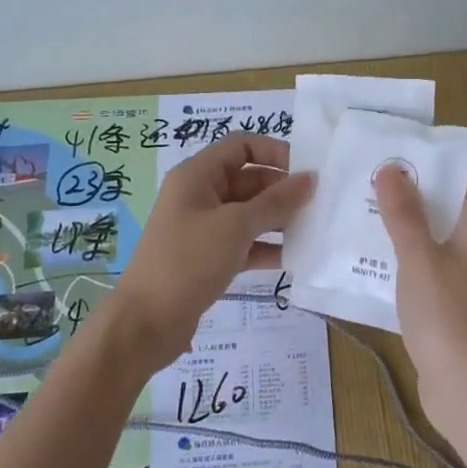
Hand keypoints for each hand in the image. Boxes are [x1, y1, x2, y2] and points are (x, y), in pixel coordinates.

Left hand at [109, 134, 313, 368]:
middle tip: (319, 204)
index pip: (241, 146)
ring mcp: (203, 228)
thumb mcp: (236, 226)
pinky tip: (295, 258)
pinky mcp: (209, 258)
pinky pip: (244, 243)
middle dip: (282, 190)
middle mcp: (200, 196)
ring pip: (249, 214)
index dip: (274, 151)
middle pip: (248, 179)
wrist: (147, 321)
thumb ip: (276, 201)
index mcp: (197, 176)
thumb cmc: (189, 261)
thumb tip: (310, 179)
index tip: (307, 171)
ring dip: (279, 220)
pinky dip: (267, 247)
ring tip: (314, 230)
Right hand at [376, 163, 466, 432]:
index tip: (403, 149)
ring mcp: (463, 279)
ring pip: (433, 239)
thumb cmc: (447, 314)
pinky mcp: (448, 305)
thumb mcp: (419, 257)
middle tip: (371, 176)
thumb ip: (404, 214)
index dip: (441, 159)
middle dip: (413, 191)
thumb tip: (392, 168)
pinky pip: (424, 269)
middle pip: (448, 207)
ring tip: (362, 209)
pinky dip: (402, 259)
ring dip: (404, 225)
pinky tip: (368, 258)